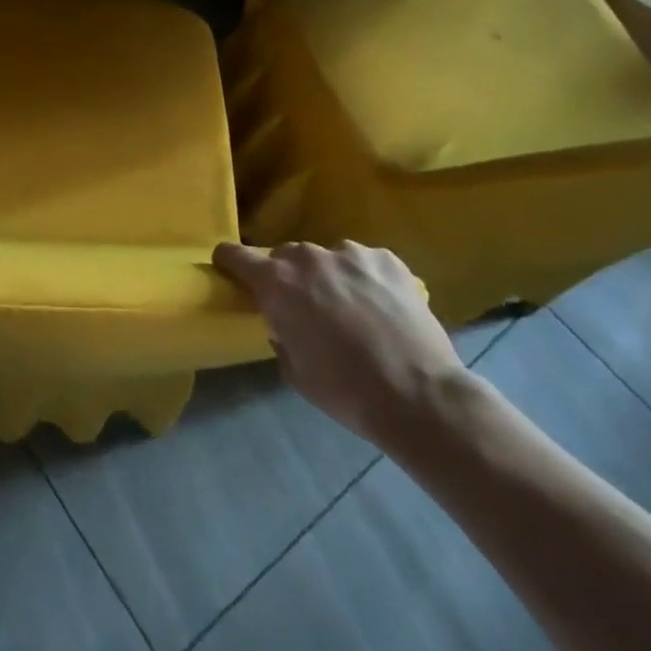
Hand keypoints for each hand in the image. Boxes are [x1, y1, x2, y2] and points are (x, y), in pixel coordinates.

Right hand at [213, 240, 466, 446]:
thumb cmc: (346, 391)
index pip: (234, 255)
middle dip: (287, 277)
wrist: (421, 398)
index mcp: (276, 282)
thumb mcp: (294, 369)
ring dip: (328, 277)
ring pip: (326, 258)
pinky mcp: (386, 259)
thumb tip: (283, 319)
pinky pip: (363, 263)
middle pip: (284, 256)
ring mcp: (350, 253)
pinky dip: (364, 279)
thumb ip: (279, 331)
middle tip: (305, 307)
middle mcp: (307, 257)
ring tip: (352, 309)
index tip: (232, 273)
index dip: (229, 263)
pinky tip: (381, 307)